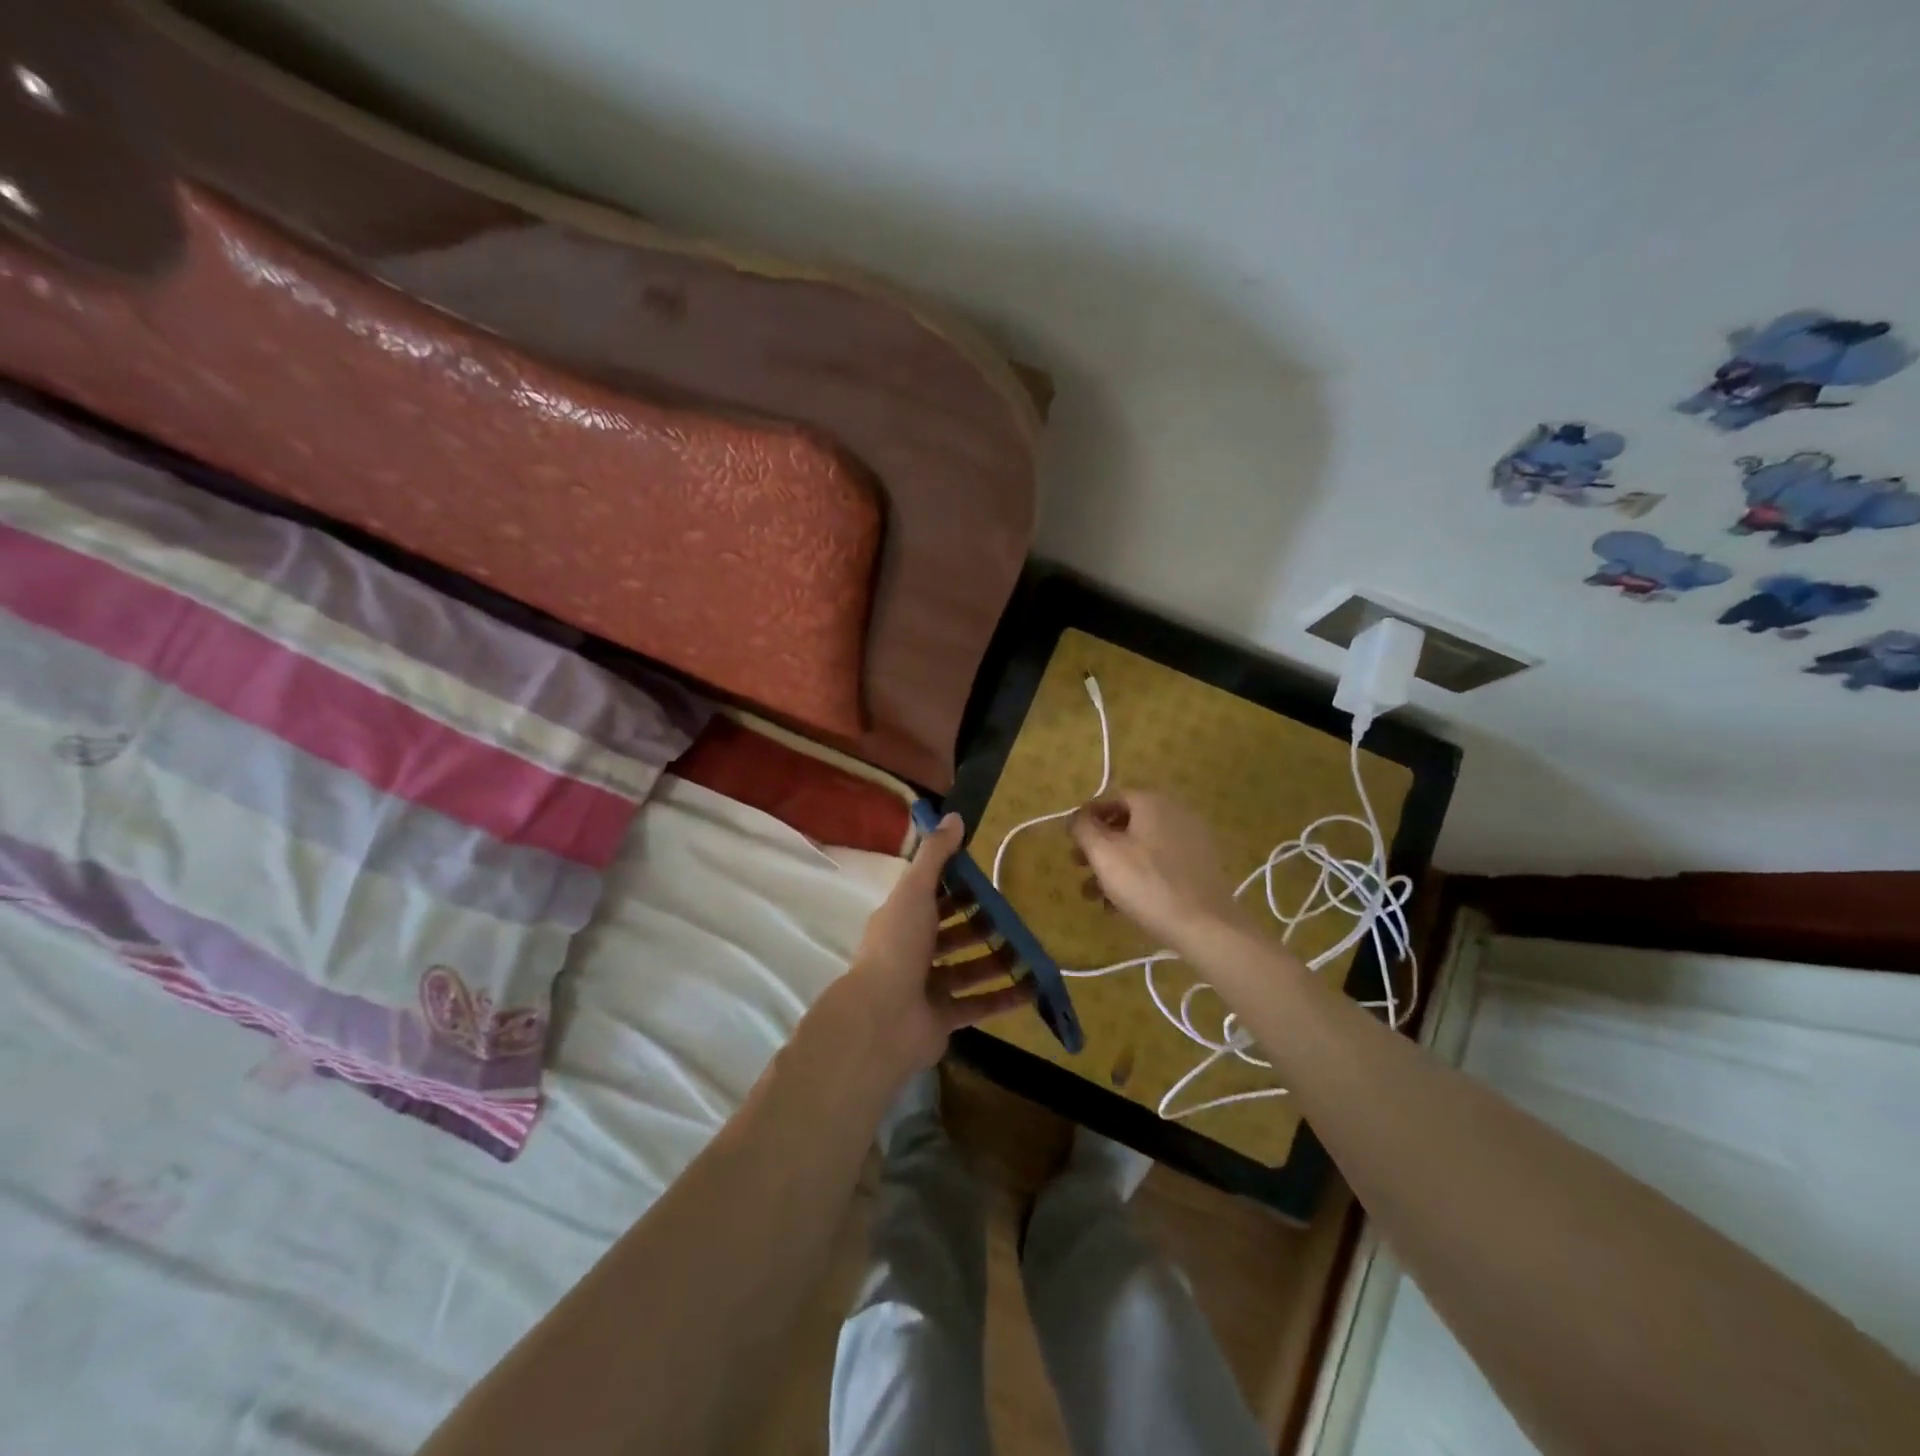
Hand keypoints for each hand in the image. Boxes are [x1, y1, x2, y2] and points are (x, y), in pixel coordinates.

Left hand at [836, 813, 1032, 1079]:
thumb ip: (935, 855)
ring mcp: (927, 987)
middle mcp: (912, 952)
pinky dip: (1004, 997)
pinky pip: (979, 1004)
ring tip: (1030, 949)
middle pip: (952, 935)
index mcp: (901, 920)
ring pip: (968, 969)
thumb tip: (954, 815)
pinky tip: (1033, 987)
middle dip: (981, 925)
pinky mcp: (943, 1018)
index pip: (932, 899)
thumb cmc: (899, 945)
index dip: (958, 889)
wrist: (883, 1018)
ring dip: (997, 960)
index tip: (988, 881)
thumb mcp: (915, 890)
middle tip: (1016, 916)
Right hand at [1069, 790, 1246, 953]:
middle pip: (1126, 823)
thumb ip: (1083, 828)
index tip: (1071, 842)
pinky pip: (1161, 862)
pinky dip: (1139, 875)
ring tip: (1096, 896)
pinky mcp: (1200, 865)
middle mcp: (1175, 812)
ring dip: (1114, 866)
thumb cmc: (1147, 884)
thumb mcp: (1104, 854)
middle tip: (1079, 867)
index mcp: (1152, 802)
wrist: (1205, 925)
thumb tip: (1076, 817)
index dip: (1086, 818)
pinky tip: (1122, 904)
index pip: (1110, 798)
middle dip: (1098, 846)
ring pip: (1142, 846)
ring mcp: (1191, 838)